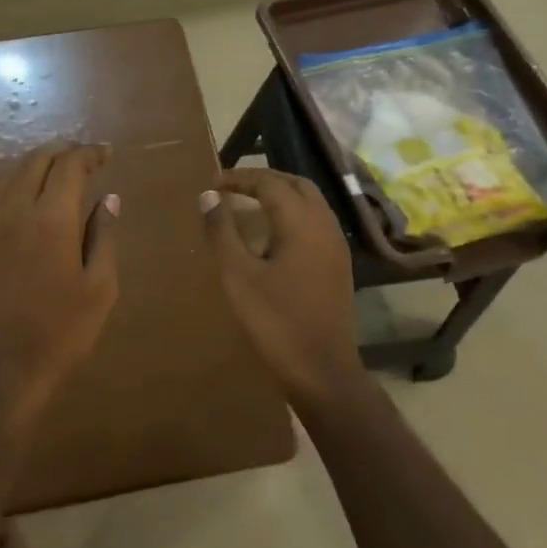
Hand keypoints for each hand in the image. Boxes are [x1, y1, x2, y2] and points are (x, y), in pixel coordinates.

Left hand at [0, 142, 119, 422]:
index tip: (105, 154)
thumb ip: (104, 237)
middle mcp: (12, 210)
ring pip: (4, 171)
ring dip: (31, 161)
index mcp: (51, 219)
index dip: (89, 153)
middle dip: (61, 151)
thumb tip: (109, 198)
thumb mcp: (99, 289)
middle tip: (82, 158)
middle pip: (34, 160)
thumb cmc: (59, 333)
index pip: (69, 166)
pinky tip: (13, 190)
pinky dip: (3, 179)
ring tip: (51, 168)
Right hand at [202, 168, 363, 410]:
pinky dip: (293, 214)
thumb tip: (208, 196)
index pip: (270, 184)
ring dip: (280, 195)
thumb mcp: (238, 275)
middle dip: (264, 180)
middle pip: (296, 185)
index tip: (213, 184)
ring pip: (310, 202)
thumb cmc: (275, 321)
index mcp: (302, 223)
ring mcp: (336, 246)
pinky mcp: (338, 265)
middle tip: (232, 188)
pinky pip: (316, 222)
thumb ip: (222, 231)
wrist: (321, 369)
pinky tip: (272, 234)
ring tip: (248, 205)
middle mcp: (324, 226)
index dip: (240, 178)